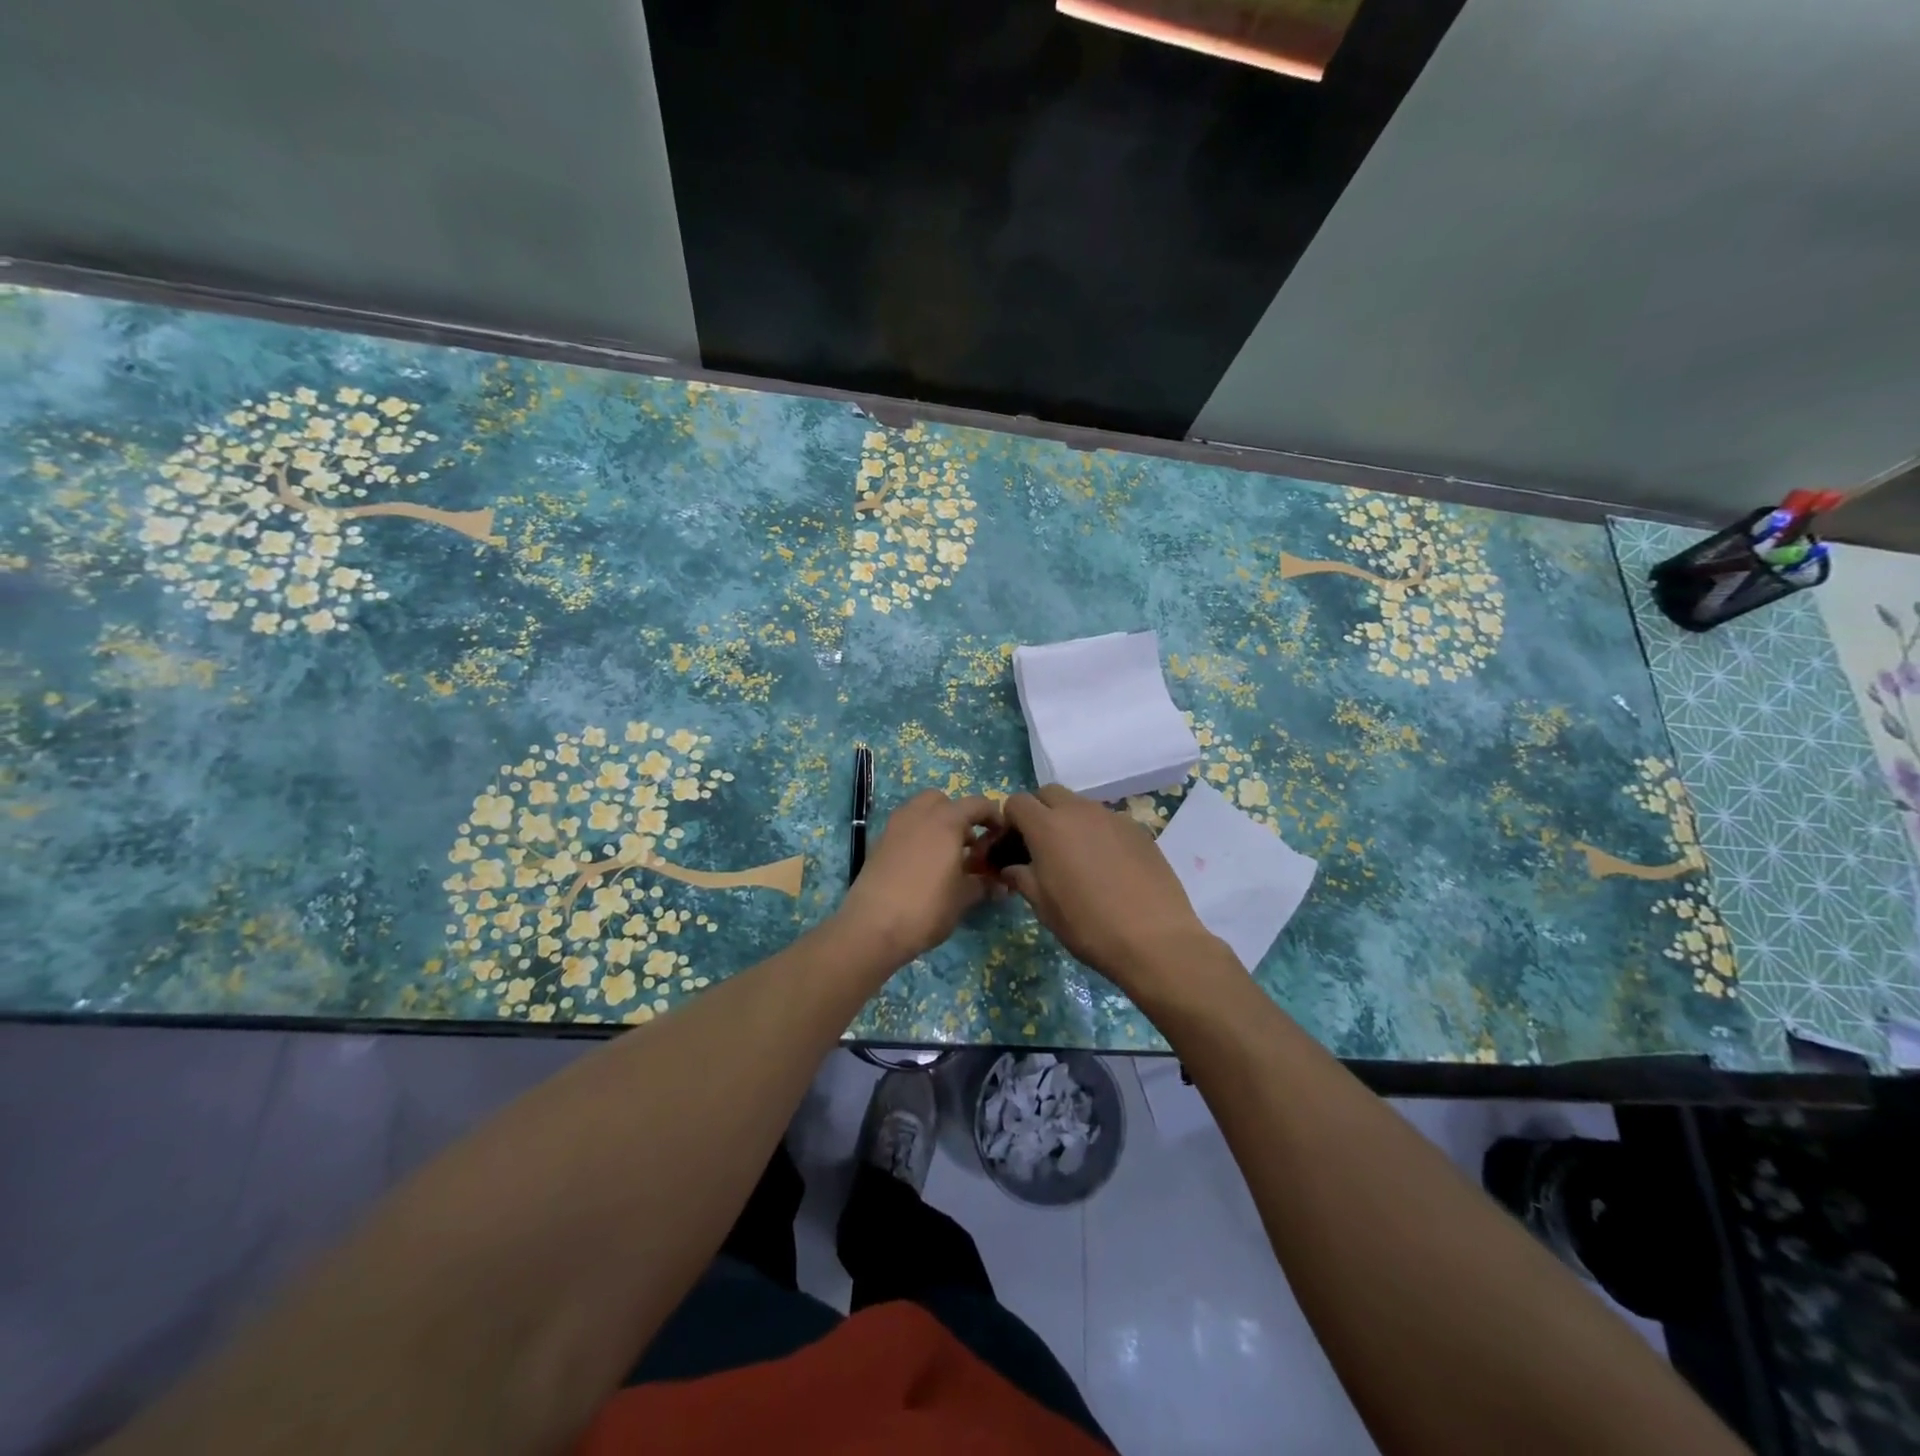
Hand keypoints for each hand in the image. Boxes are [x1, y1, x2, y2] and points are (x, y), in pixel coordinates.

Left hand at [836, 789, 1001, 965]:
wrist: (872, 926)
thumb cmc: (927, 908)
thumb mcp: (963, 898)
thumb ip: (983, 884)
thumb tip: (1001, 885)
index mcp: (946, 821)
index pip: (977, 804)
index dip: (993, 816)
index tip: (1001, 836)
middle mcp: (919, 815)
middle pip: (943, 800)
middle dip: (958, 815)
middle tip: (969, 843)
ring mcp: (895, 827)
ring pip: (920, 811)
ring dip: (936, 824)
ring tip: (947, 856)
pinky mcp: (878, 843)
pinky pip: (904, 828)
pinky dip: (917, 836)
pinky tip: (923, 866)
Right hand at [998, 784, 1220, 995]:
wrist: (1154, 939)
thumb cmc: (1087, 924)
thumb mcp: (1043, 906)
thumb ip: (1022, 878)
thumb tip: (1011, 868)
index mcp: (1048, 826)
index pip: (1018, 802)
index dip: (1010, 820)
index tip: (1014, 845)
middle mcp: (1079, 811)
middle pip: (1049, 793)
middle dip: (1039, 811)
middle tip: (1042, 847)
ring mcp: (1112, 817)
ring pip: (1081, 806)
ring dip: (1070, 821)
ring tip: (1077, 859)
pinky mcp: (1138, 829)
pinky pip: (1108, 821)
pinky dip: (1098, 834)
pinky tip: (1108, 867)